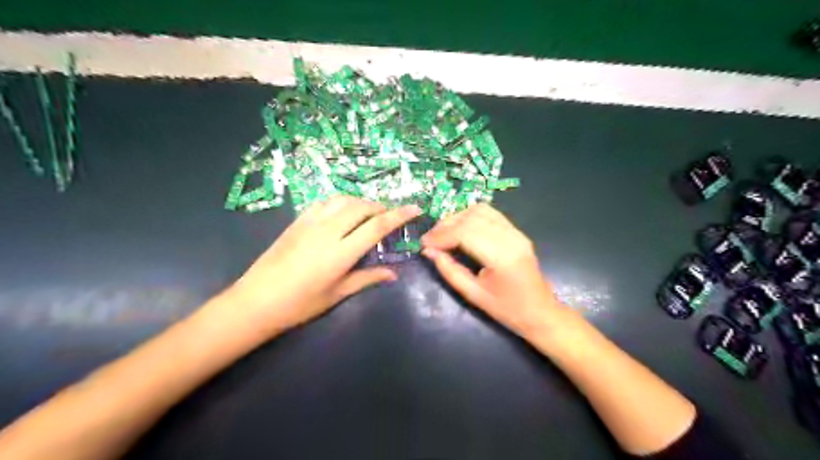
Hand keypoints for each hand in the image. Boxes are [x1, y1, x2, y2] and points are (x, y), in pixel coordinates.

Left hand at [218, 197, 422, 335]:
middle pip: (362, 207)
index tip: (415, 208)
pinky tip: (342, 212)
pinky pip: (324, 202)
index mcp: (341, 252)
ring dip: (361, 202)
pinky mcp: (297, 221)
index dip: (399, 215)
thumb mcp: (337, 294)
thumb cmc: (300, 304)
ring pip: (343, 200)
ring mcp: (310, 223)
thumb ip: (367, 278)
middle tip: (390, 216)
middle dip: (381, 207)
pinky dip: (340, 202)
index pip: (377, 226)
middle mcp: (328, 231)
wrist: (256, 301)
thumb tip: (393, 274)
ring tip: (368, 213)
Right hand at [423, 205, 564, 338]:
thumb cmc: (507, 310)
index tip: (424, 244)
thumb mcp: (473, 295)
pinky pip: (490, 214)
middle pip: (472, 217)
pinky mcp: (517, 232)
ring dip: (458, 217)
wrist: (541, 312)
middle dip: (446, 225)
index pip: (465, 233)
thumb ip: (449, 271)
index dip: (441, 235)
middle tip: (430, 239)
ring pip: (481, 210)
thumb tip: (428, 251)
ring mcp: (516, 232)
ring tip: (443, 233)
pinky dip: (470, 216)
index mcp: (502, 257)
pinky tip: (460, 229)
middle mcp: (511, 238)